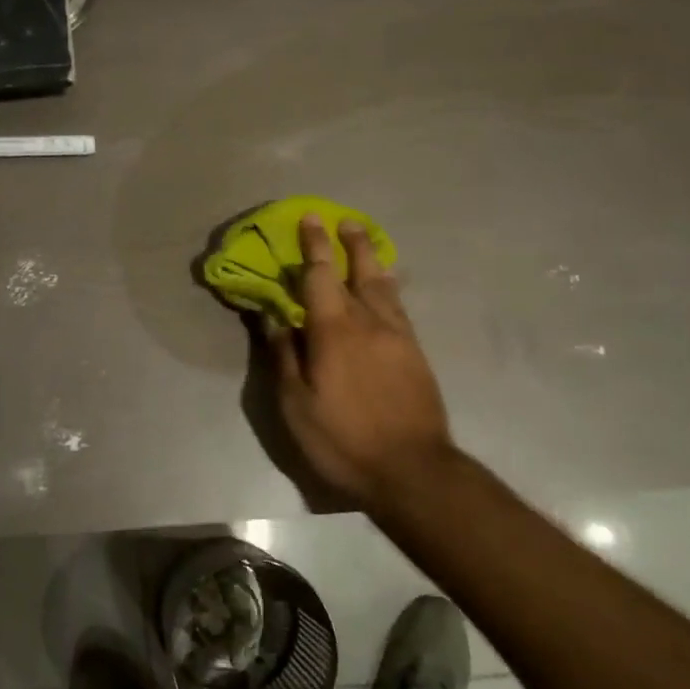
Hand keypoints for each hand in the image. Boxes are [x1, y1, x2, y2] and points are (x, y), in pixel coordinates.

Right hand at [263, 214, 452, 504]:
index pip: (321, 275)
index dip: (313, 245)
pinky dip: (389, 287)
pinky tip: (387, 288)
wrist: (412, 469)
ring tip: (366, 243)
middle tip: (344, 221)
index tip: (309, 219)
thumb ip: (284, 356)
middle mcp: (370, 323)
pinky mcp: (416, 354)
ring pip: (385, 286)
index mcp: (335, 331)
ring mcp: (398, 337)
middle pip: (361, 272)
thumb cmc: (343, 439)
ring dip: (373, 260)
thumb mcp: (296, 405)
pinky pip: (399, 307)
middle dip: (351, 243)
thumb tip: (273, 317)